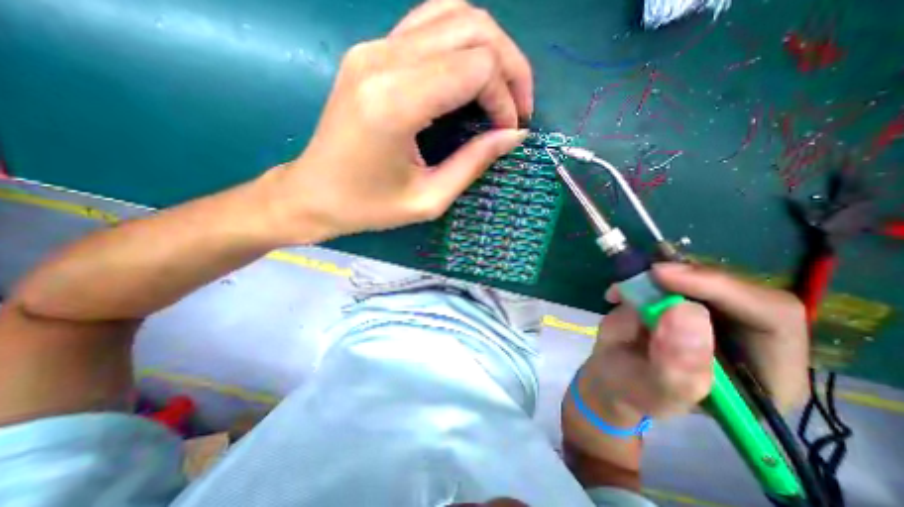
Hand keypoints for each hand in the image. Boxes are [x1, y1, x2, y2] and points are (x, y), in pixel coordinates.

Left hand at [271, 0, 530, 240]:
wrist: (313, 194)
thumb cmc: (368, 206)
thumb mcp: (428, 199)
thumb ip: (473, 163)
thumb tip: (513, 135)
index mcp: (396, 102)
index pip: (477, 67)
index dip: (506, 98)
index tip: (508, 132)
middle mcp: (384, 60)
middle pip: (474, 30)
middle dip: (511, 67)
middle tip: (518, 109)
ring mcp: (374, 48)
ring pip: (455, 14)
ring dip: (491, 49)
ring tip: (501, 91)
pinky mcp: (371, 52)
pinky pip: (430, 24)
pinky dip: (463, 44)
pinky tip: (470, 78)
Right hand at [582, 262, 809, 423]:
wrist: (613, 376)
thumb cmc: (634, 391)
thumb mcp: (653, 391)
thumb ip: (677, 366)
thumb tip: (688, 311)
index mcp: (765, 375)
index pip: (772, 318)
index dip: (720, 289)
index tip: (663, 278)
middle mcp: (751, 340)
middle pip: (742, 289)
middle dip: (691, 279)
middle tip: (647, 275)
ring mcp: (716, 315)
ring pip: (705, 276)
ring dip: (662, 277)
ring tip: (624, 292)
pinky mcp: (686, 300)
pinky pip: (674, 274)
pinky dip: (644, 277)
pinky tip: (620, 293)